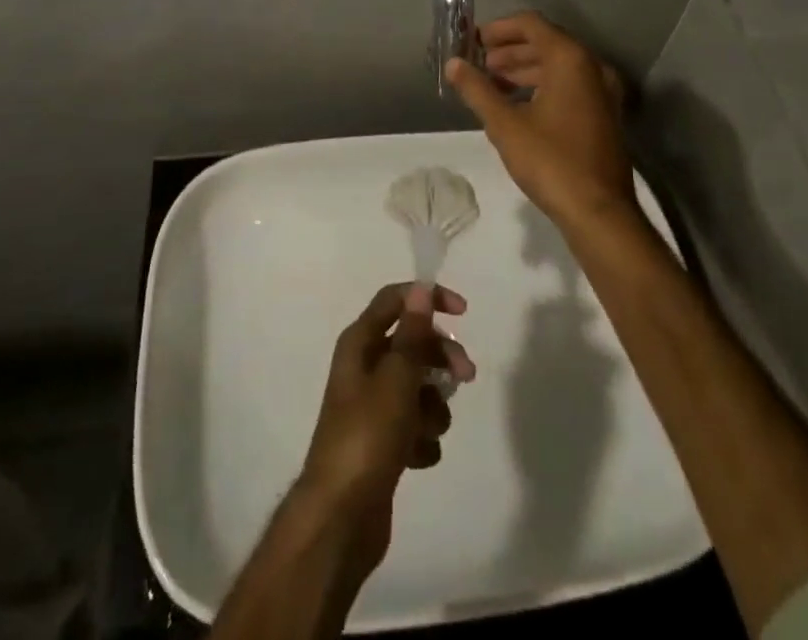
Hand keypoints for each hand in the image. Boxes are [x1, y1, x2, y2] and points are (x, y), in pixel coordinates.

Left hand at [297, 283, 474, 567]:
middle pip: (412, 344)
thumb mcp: (396, 379)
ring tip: (430, 430)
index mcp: (360, 343)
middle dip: (441, 357)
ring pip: (417, 387)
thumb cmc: (368, 436)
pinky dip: (422, 438)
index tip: (463, 313)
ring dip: (433, 405)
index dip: (429, 298)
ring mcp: (372, 406)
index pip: (395, 300)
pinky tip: (418, 457)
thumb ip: (412, 334)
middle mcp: (364, 367)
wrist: (341, 517)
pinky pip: (414, 425)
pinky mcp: (381, 442)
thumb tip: (420, 289)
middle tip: (466, 376)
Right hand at [447, 13, 635, 231]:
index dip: (499, 28)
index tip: (472, 41)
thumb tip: (453, 64)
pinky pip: (569, 85)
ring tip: (491, 85)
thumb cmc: (550, 161)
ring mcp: (602, 91)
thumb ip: (477, 89)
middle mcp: (591, 66)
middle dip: (509, 50)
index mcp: (570, 59)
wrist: (599, 212)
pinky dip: (542, 86)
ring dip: (523, 69)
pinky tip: (517, 106)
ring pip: (557, 66)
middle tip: (478, 64)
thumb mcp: (505, 125)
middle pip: (545, 42)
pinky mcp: (603, 114)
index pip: (531, 24)